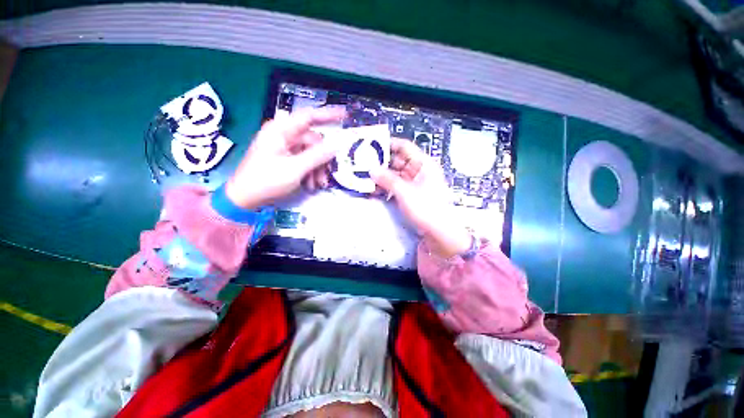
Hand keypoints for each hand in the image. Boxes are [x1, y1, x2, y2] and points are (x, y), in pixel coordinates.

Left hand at [225, 108, 345, 208]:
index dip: (328, 115)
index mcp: (281, 130)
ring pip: (311, 152)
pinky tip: (310, 184)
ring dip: (317, 168)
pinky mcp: (285, 158)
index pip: (309, 116)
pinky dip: (310, 171)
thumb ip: (318, 155)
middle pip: (313, 140)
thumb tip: (338, 144)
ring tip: (317, 184)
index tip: (346, 115)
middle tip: (326, 175)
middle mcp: (284, 135)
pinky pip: (305, 160)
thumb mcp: (295, 168)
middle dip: (322, 159)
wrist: (245, 199)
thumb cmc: (266, 181)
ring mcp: (284, 147)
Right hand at [371, 138, 471, 257]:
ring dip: (382, 176)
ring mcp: (415, 183)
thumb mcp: (405, 192)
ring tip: (366, 178)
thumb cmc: (425, 208)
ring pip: (396, 174)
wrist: (439, 231)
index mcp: (423, 164)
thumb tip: (372, 169)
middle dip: (382, 163)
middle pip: (398, 161)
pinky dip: (387, 187)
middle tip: (364, 164)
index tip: (372, 146)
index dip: (389, 144)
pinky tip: (375, 190)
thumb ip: (387, 179)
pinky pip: (397, 186)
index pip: (404, 147)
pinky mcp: (411, 194)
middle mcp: (419, 170)